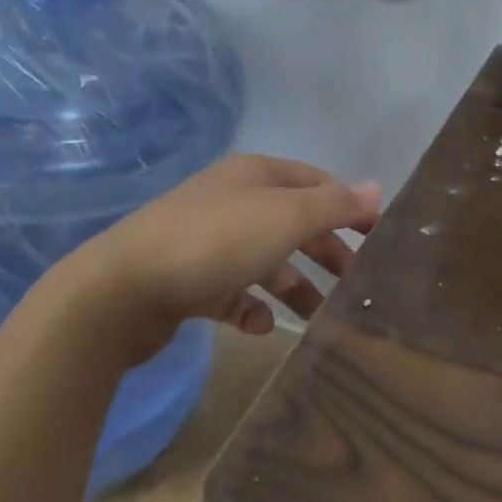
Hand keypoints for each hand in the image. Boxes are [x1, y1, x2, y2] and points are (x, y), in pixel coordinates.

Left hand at [71, 154, 379, 363]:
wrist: (121, 289)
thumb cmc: (215, 242)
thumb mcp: (284, 217)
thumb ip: (334, 205)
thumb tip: (377, 188)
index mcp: (257, 174)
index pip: (317, 183)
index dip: (350, 207)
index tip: (379, 240)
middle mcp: (234, 200)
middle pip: (293, 222)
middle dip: (326, 250)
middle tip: (356, 284)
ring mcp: (207, 240)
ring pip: (265, 260)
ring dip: (294, 285)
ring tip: (318, 317)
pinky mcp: (187, 280)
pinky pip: (231, 291)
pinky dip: (251, 306)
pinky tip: (261, 326)